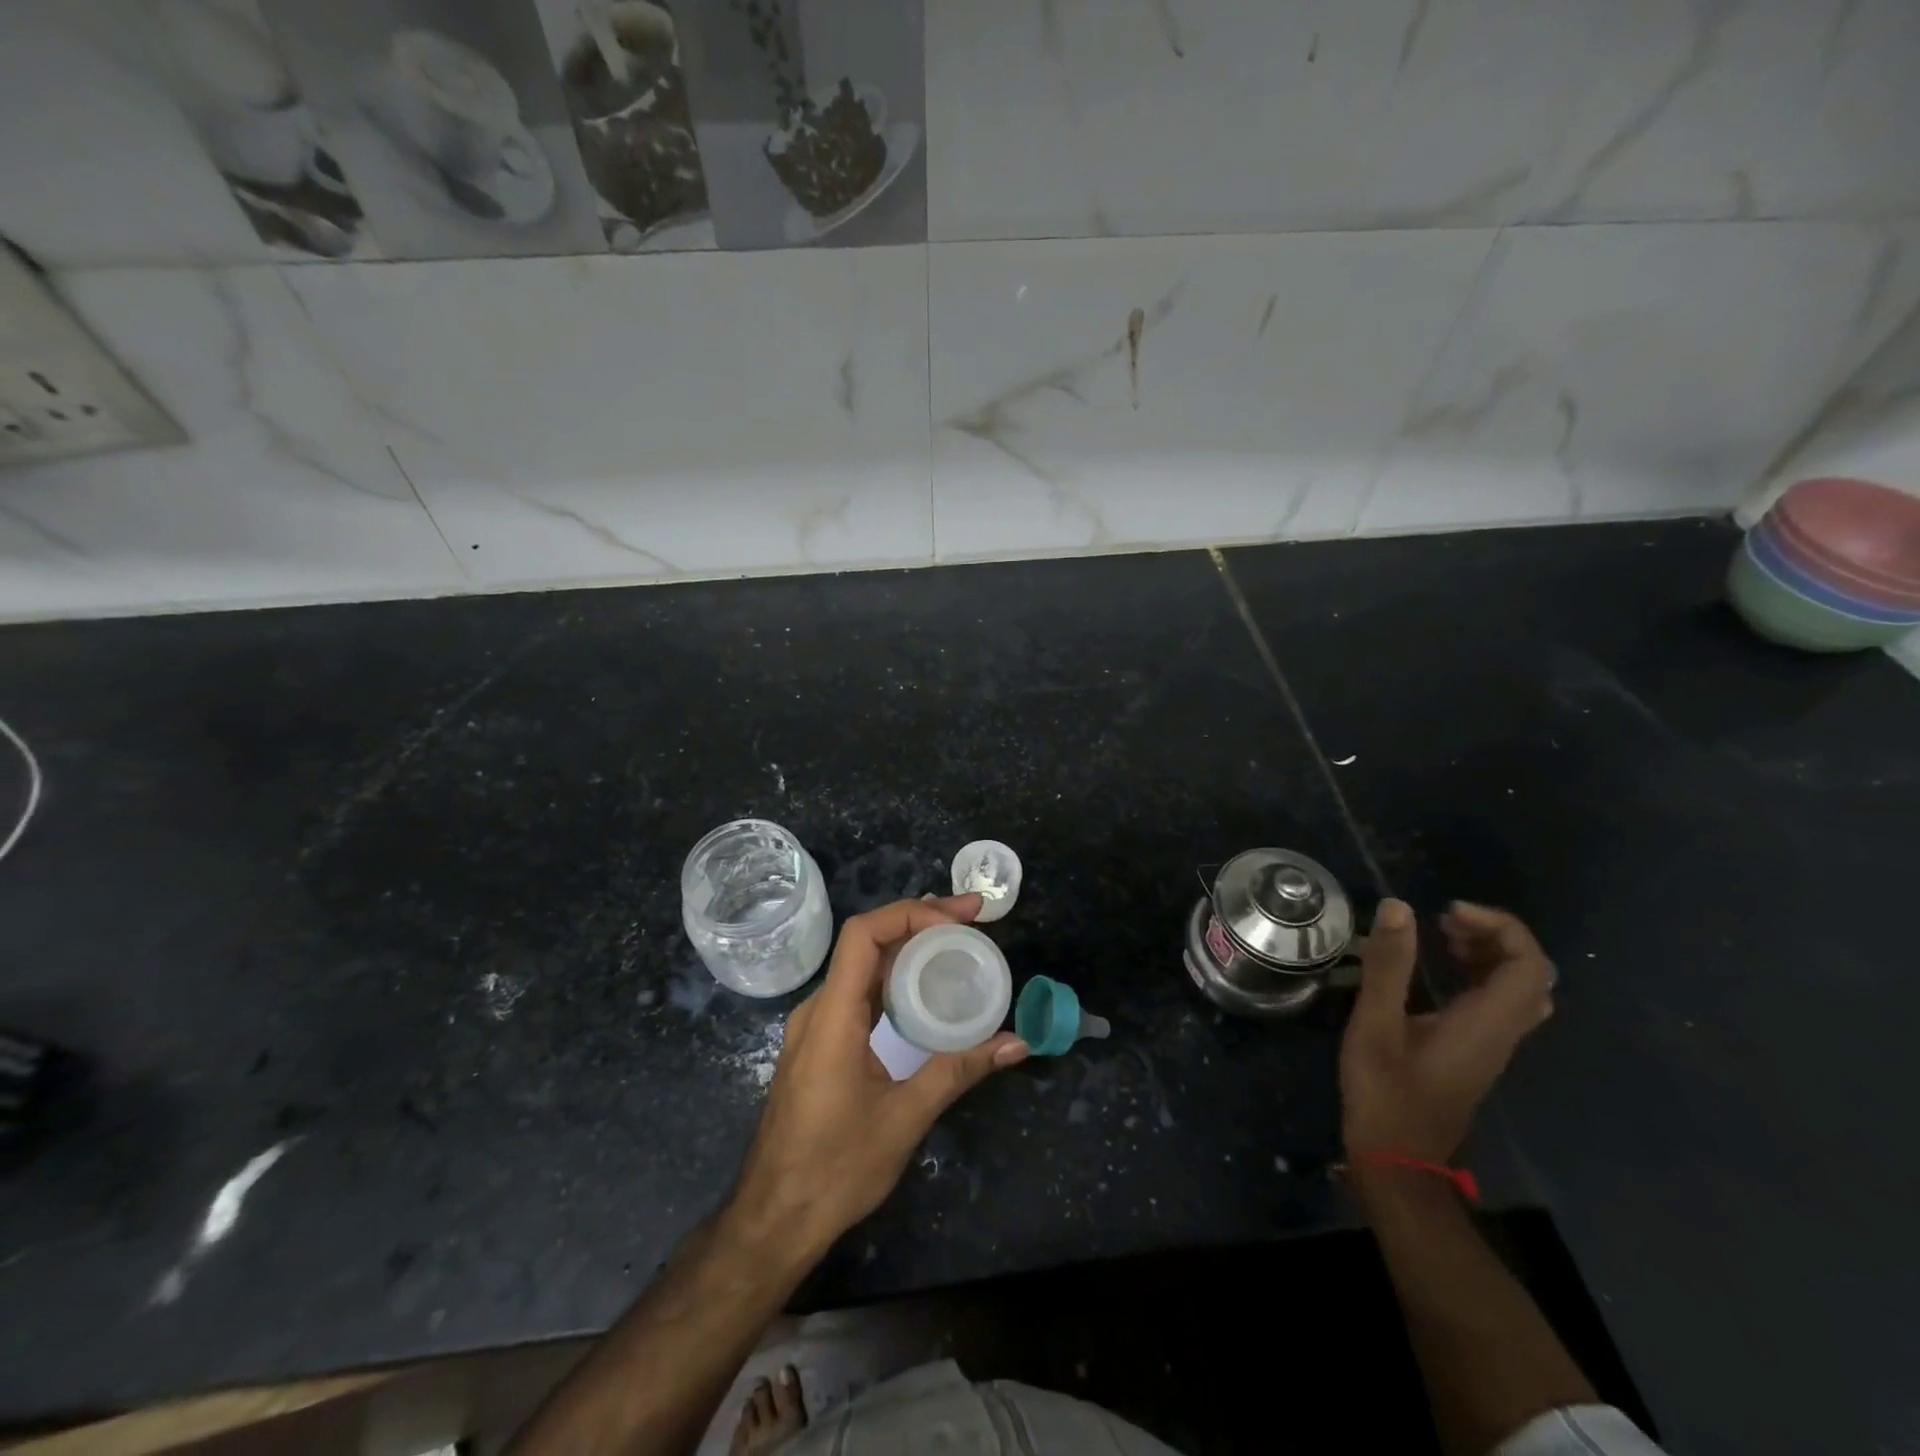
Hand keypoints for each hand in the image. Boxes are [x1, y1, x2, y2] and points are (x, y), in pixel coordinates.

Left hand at [725, 895, 1027, 1263]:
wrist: (774, 1219)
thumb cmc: (835, 1170)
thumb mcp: (905, 1118)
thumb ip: (959, 1070)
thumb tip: (1016, 1043)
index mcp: (832, 1017)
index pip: (864, 934)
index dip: (911, 913)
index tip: (959, 917)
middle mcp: (819, 1009)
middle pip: (866, 942)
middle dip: (919, 922)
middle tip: (972, 920)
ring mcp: (815, 1027)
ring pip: (861, 966)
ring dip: (907, 947)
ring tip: (956, 942)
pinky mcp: (820, 1044)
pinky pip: (857, 992)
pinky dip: (892, 976)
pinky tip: (924, 988)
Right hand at [1340, 899, 1555, 1165]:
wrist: (1397, 1160)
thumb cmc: (1385, 1093)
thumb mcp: (1376, 1025)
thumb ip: (1388, 966)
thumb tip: (1398, 907)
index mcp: (1487, 1024)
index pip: (1529, 966)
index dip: (1500, 927)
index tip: (1448, 913)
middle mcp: (1502, 1033)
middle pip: (1531, 974)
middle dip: (1494, 936)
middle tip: (1443, 921)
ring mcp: (1492, 1045)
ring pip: (1517, 989)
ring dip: (1487, 953)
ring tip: (1440, 935)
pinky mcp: (1476, 1052)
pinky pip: (1497, 1002)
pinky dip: (1477, 974)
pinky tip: (1438, 970)